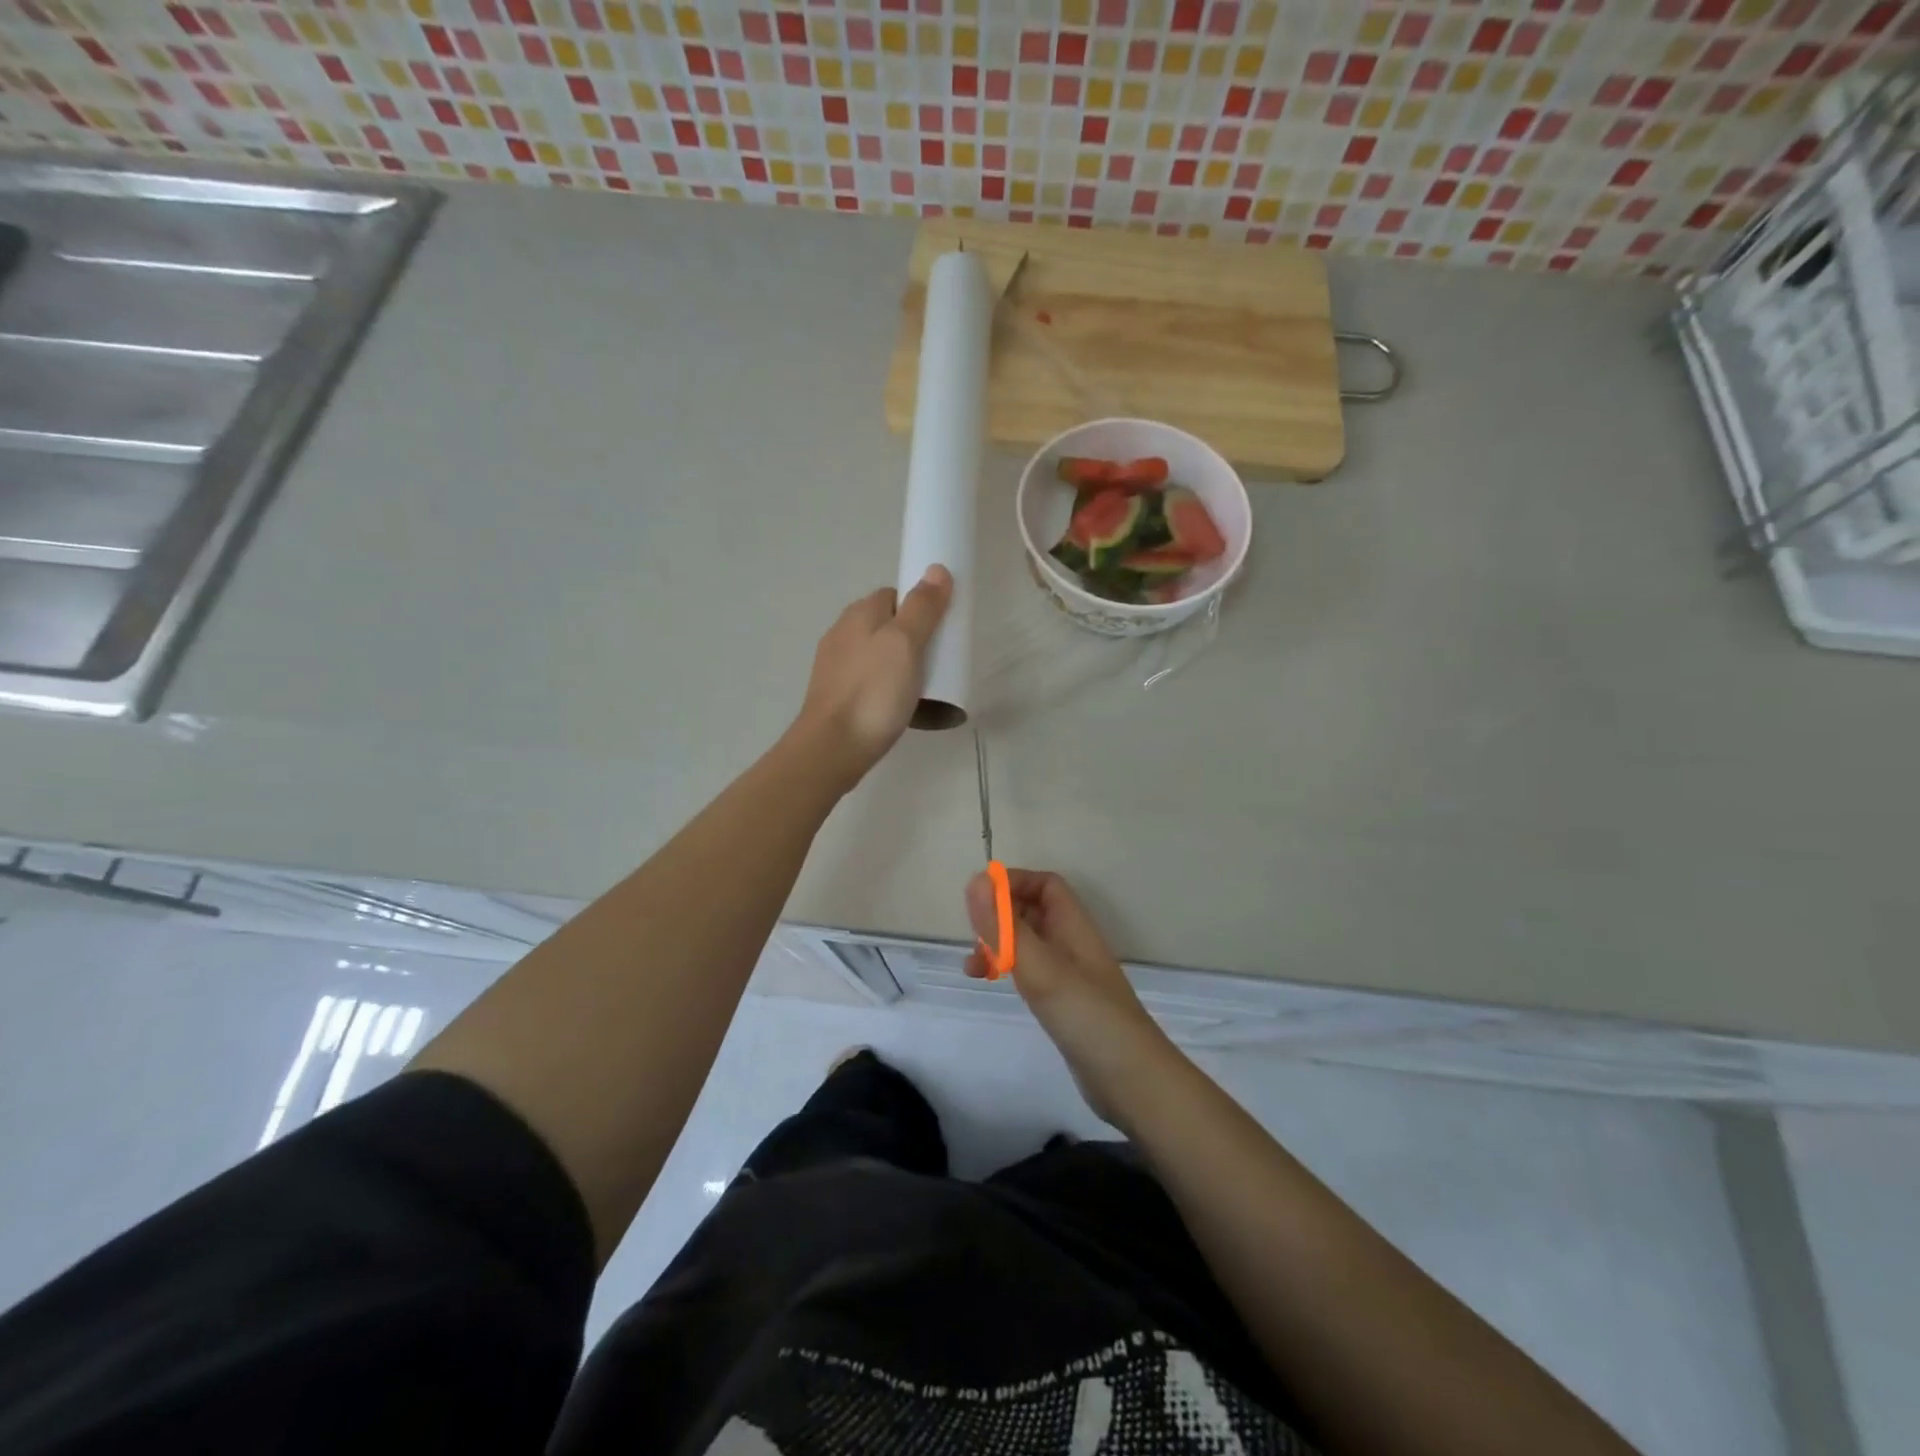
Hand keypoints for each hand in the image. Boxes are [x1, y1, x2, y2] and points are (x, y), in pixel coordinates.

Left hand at [793, 566, 952, 790]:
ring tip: (921, 687)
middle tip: (937, 661)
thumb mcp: (905, 644)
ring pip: (876, 654)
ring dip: (898, 665)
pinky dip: (884, 687)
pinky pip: (868, 680)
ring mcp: (835, 665)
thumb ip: (922, 608)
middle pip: (886, 624)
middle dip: (912, 638)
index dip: (920, 607)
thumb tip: (936, 569)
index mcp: (859, 613)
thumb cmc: (873, 692)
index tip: (941, 630)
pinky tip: (896, 706)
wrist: (833, 747)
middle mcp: (842, 632)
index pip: (895, 595)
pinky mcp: (835, 695)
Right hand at [964, 868, 1183, 1129]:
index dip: (1013, 884)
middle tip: (973, 939)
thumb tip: (976, 880)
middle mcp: (1073, 944)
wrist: (1133, 1083)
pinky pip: (1031, 972)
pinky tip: (994, 986)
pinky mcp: (1065, 1004)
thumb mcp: (1040, 968)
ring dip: (999, 945)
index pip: (1044, 885)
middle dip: (1000, 917)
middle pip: (1033, 912)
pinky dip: (1009, 971)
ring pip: (1029, 944)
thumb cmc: (1087, 1016)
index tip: (978, 900)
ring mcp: (1070, 976)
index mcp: (1074, 926)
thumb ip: (1005, 927)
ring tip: (972, 968)